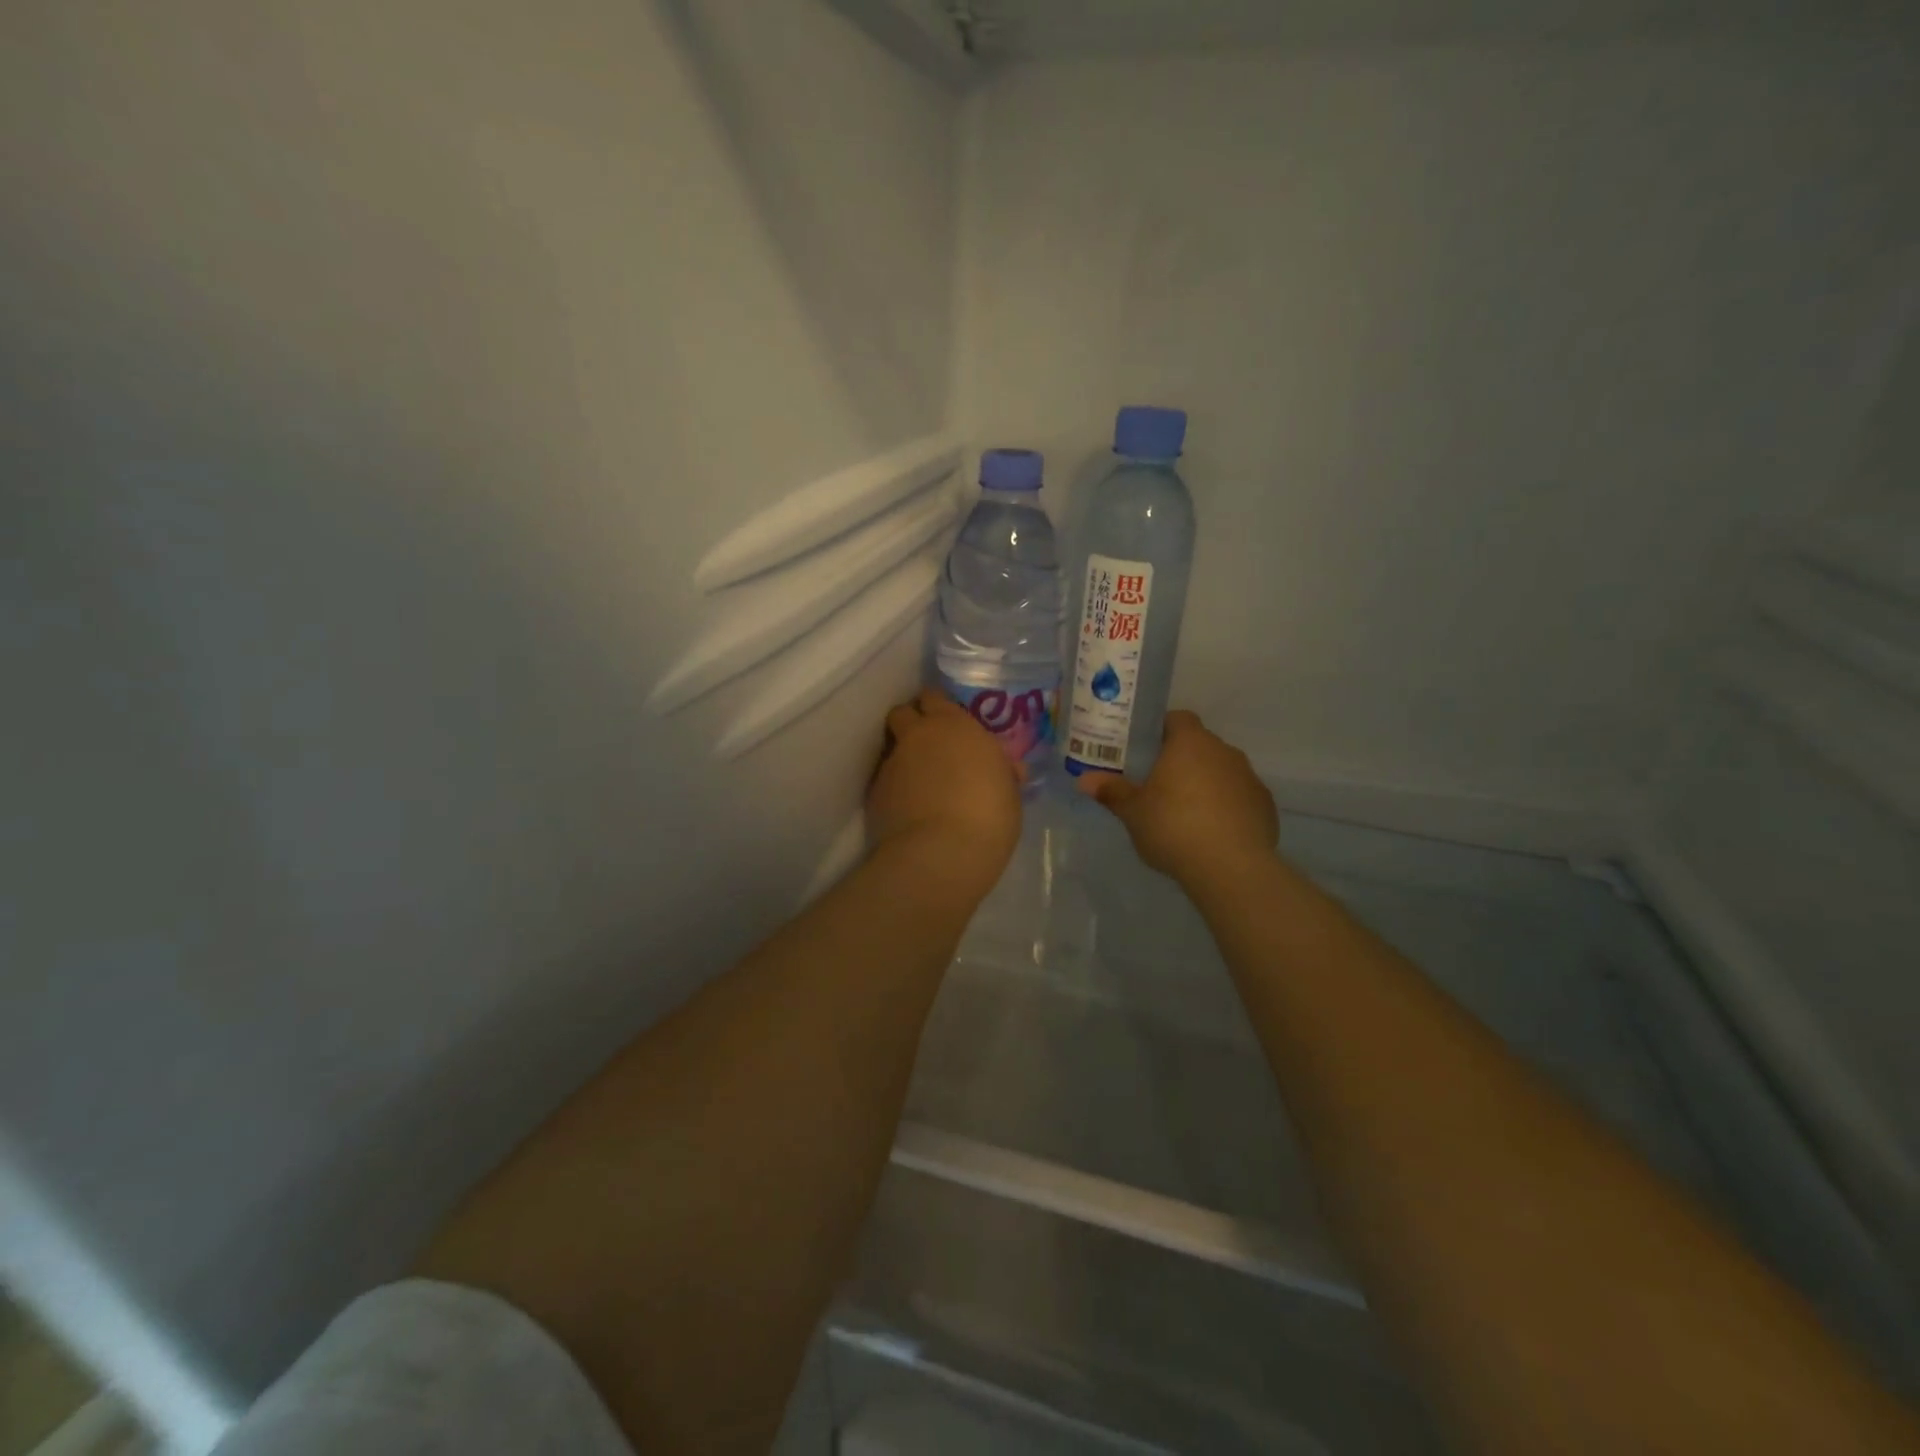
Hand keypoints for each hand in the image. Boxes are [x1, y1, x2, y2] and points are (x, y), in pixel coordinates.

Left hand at [867, 689, 1021, 893]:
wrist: (942, 852)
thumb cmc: (989, 816)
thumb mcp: (1009, 791)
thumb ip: (1002, 772)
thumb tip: (1008, 769)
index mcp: (955, 725)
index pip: (934, 697)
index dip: (937, 707)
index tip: (945, 721)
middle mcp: (918, 735)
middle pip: (902, 713)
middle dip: (911, 723)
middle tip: (927, 744)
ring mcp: (893, 762)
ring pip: (892, 748)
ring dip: (902, 757)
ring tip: (918, 783)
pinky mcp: (875, 791)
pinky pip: (884, 780)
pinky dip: (894, 788)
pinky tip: (907, 809)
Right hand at [1076, 711, 1277, 883]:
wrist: (1230, 866)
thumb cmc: (1173, 827)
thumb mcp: (1133, 812)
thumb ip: (1112, 792)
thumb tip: (1083, 779)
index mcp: (1190, 743)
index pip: (1178, 718)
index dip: (1162, 730)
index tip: (1147, 749)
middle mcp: (1223, 751)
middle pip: (1200, 745)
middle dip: (1182, 760)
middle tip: (1158, 784)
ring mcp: (1249, 777)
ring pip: (1221, 771)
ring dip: (1206, 783)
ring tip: (1185, 812)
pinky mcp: (1265, 805)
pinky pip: (1239, 797)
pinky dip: (1227, 807)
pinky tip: (1213, 832)